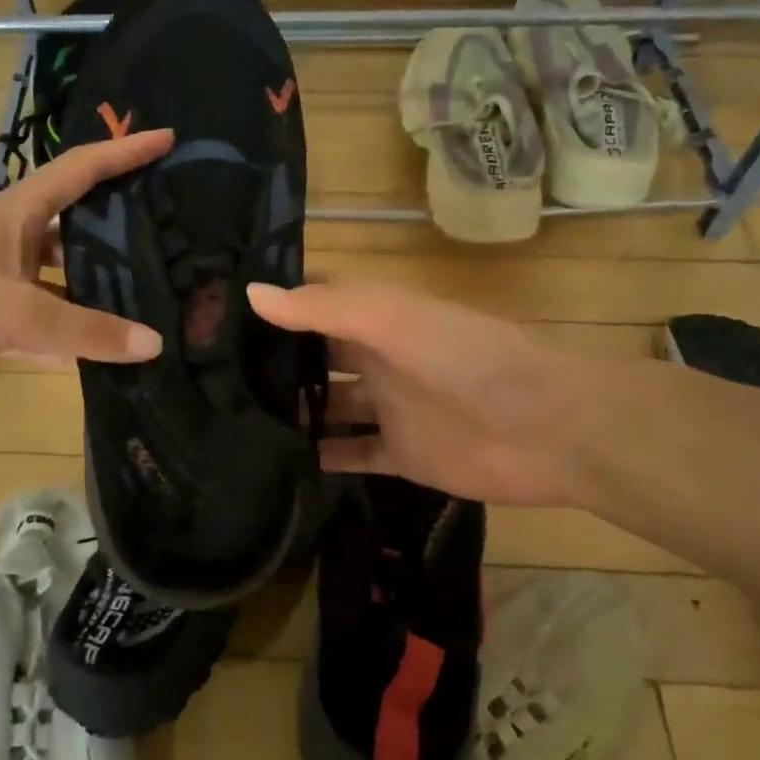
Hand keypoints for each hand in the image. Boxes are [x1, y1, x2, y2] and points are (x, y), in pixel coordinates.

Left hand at [0, 130, 172, 396]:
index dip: (124, 151)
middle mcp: (18, 239)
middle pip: (82, 222)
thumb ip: (83, 329)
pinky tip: (114, 346)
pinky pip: (53, 317)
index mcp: (20, 213)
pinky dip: (80, 330)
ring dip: (106, 281)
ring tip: (160, 291)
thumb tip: (155, 344)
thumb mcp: (12, 312)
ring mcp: (7, 280)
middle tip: (180, 230)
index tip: (169, 140)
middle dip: (126, 221)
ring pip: (69, 274)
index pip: (82, 169)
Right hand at [248, 279, 586, 507]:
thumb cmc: (464, 358)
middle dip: (277, 364)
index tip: (221, 316)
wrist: (544, 426)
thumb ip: (322, 308)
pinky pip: (354, 454)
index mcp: (377, 319)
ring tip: (234, 423)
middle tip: (215, 379)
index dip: (277, 305)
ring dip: (294, 413)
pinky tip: (280, 465)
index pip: (317, 304)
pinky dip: (323, 458)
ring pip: (330, 408)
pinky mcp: (402, 454)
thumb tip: (250, 293)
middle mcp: (378, 360)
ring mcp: (390, 409)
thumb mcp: (391, 319)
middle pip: (318, 358)